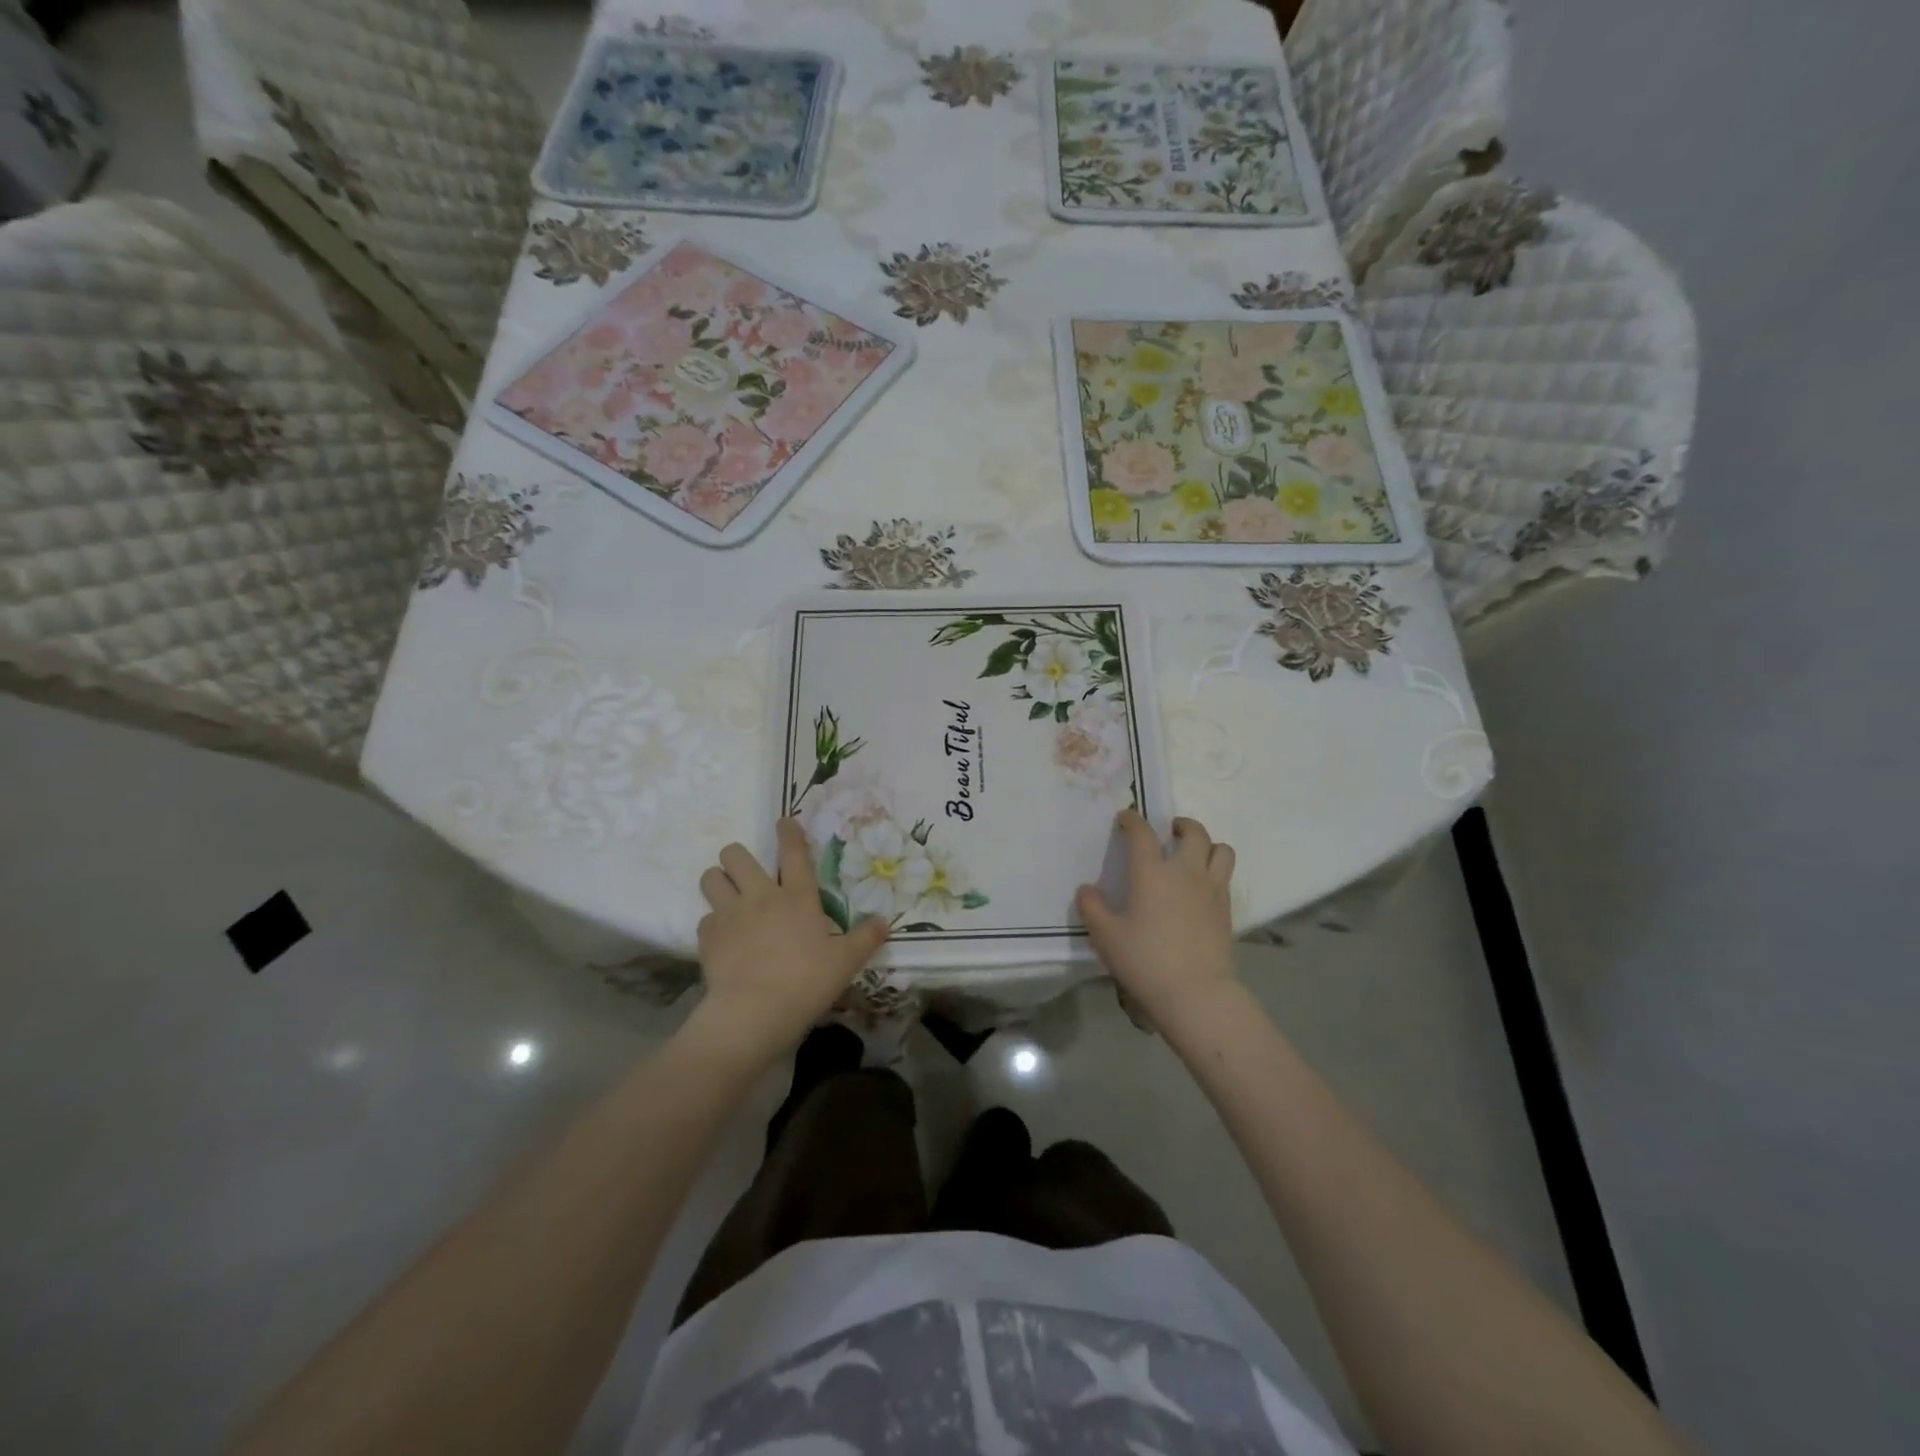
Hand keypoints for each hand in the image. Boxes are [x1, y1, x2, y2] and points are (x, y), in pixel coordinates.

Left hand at [690, 818, 889, 1066]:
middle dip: (738, 857)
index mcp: (797, 897)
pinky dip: (713, 924)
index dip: (789, 832)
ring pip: (711, 877)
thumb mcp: (846, 962)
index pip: (793, 852)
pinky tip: (723, 938)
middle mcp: (760, 896)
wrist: (754, 1012)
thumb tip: (885, 920)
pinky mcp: (707, 936)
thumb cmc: (806, 982)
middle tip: (747, 874)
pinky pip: (705, 918)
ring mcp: (729, 914)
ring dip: (718, 881)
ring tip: (727, 895)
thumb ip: (866, 938)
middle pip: (736, 854)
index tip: (784, 822)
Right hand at [1077, 811, 1237, 1026]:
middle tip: (1169, 831)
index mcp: (1152, 872)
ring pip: (1221, 850)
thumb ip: (1092, 908)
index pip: (1143, 833)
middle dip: (1181, 825)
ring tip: (1194, 854)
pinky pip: (1225, 876)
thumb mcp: (1106, 936)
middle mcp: (1185, 872)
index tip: (1126, 818)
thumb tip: (1087, 889)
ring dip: (1207, 845)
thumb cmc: (1145, 960)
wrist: (1195, 992)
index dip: (1133, 820)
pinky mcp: (1227, 909)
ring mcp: (1211, 889)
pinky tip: (1201, 887)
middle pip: (1193, 832)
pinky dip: (1215, 871)